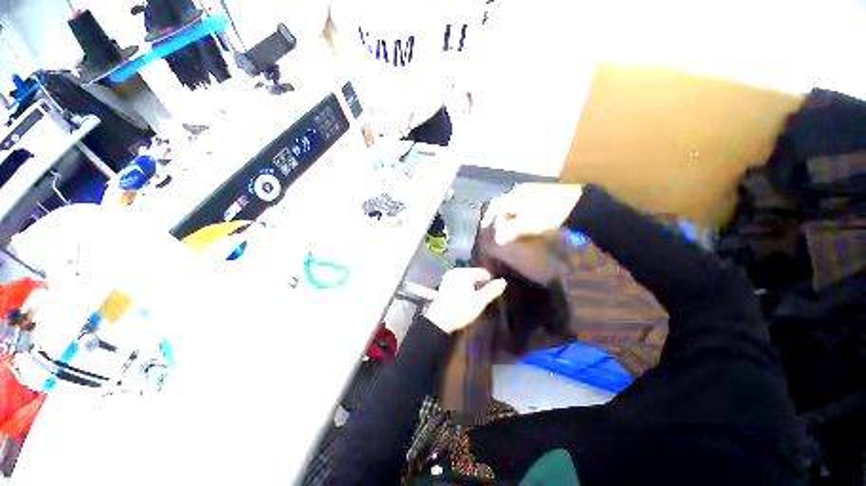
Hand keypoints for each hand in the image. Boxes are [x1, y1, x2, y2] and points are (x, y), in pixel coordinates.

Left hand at [425, 268, 506, 333]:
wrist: (439, 321)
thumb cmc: (461, 309)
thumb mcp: (480, 300)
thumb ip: (492, 290)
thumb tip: (503, 281)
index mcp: (464, 272)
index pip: (482, 272)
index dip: (490, 281)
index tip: (494, 292)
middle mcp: (455, 271)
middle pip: (473, 275)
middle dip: (480, 284)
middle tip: (485, 296)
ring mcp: (448, 278)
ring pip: (466, 279)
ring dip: (472, 287)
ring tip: (477, 298)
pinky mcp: (444, 286)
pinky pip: (459, 283)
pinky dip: (464, 289)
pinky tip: (466, 298)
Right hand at [482, 183, 583, 244]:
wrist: (580, 205)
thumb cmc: (550, 215)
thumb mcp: (528, 225)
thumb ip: (510, 232)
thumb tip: (497, 240)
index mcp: (514, 196)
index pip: (494, 207)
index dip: (488, 219)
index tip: (485, 229)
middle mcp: (520, 191)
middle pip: (503, 205)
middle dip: (499, 218)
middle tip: (498, 230)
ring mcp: (532, 190)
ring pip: (514, 204)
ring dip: (510, 216)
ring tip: (511, 227)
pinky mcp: (542, 192)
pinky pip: (524, 203)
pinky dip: (520, 213)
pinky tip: (525, 221)